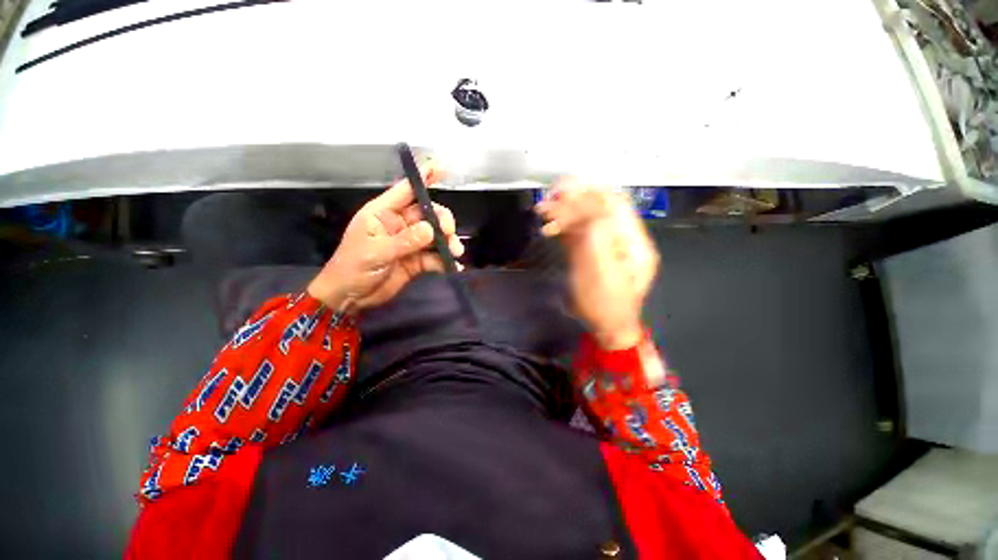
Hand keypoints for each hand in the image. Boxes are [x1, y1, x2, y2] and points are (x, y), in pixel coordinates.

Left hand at [307, 161, 463, 312]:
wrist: (350, 298)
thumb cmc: (353, 268)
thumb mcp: (376, 252)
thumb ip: (405, 241)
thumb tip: (431, 230)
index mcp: (383, 214)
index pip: (405, 191)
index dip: (423, 178)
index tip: (441, 167)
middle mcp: (399, 225)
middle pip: (427, 214)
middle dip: (441, 221)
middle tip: (449, 232)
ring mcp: (409, 243)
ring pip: (434, 236)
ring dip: (447, 242)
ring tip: (455, 252)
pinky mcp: (416, 261)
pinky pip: (434, 257)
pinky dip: (445, 261)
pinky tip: (454, 267)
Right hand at [535, 180, 658, 349]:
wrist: (608, 328)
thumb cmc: (606, 306)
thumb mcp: (601, 274)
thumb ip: (594, 239)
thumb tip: (580, 212)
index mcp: (634, 241)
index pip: (614, 205)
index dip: (588, 194)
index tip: (562, 192)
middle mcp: (624, 238)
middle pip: (601, 207)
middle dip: (575, 198)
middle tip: (549, 196)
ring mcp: (609, 244)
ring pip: (588, 218)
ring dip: (565, 212)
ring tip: (543, 211)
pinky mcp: (594, 253)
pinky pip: (580, 232)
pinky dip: (563, 226)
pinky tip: (549, 227)